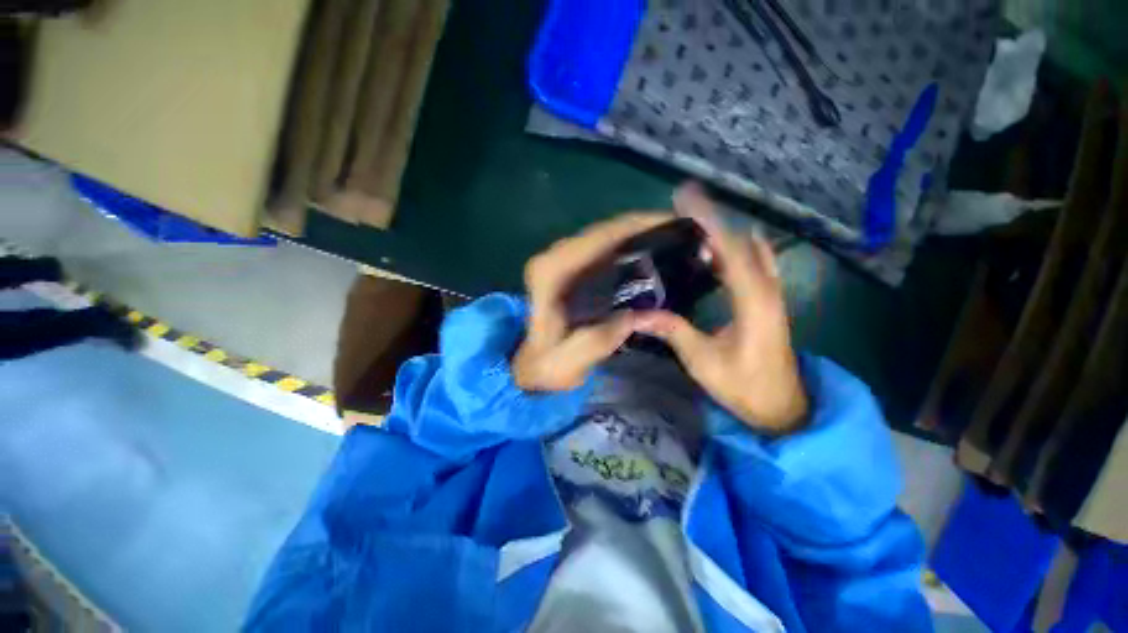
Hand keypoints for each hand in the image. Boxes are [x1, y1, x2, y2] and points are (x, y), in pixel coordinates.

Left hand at [513, 212, 673, 390]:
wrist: (526, 365)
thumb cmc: (542, 366)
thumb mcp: (566, 365)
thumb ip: (598, 341)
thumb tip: (637, 315)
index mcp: (550, 274)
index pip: (597, 238)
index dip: (635, 226)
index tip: (672, 225)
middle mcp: (553, 259)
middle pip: (602, 231)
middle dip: (642, 227)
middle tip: (680, 235)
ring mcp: (559, 261)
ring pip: (603, 237)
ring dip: (636, 235)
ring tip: (672, 242)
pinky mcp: (567, 269)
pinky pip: (601, 249)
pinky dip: (626, 247)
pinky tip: (649, 256)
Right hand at [634, 184, 808, 432]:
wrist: (783, 407)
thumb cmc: (745, 387)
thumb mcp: (704, 362)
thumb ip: (674, 333)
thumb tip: (639, 315)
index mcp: (753, 301)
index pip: (730, 249)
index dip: (708, 221)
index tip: (686, 199)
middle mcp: (766, 289)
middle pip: (740, 242)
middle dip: (711, 219)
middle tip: (681, 205)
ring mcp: (770, 293)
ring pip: (748, 250)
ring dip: (722, 231)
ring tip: (692, 221)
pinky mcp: (767, 300)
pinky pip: (752, 262)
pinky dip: (734, 248)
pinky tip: (717, 247)